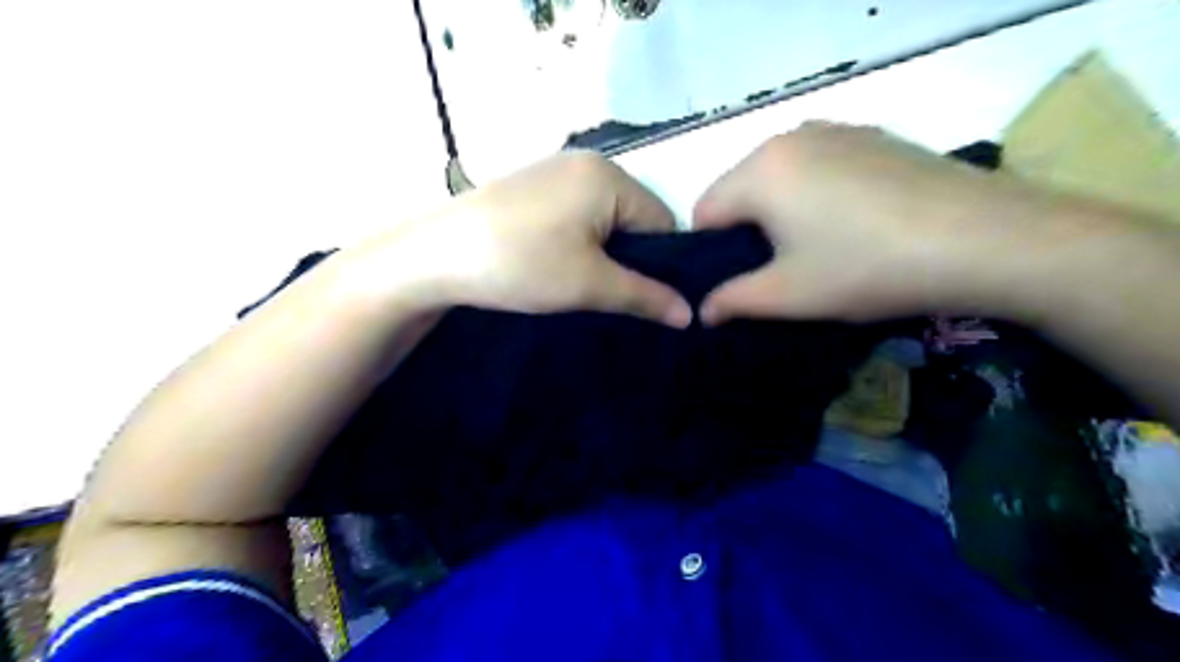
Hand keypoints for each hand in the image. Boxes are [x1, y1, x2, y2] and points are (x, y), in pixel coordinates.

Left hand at [359, 148, 692, 325]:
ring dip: (602, 254)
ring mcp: (554, 172)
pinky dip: (577, 242)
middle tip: (614, 296)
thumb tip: (691, 314)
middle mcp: (586, 163)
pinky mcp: (531, 188)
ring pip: (604, 220)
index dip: (662, 265)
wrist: (432, 257)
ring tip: (583, 286)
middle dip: (630, 259)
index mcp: (609, 176)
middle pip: (634, 219)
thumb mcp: (589, 285)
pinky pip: (575, 215)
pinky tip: (557, 265)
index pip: (663, 222)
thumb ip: (645, 296)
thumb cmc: (521, 264)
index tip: (650, 300)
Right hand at [694, 122, 1039, 322]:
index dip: (711, 252)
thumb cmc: (866, 268)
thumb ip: (733, 301)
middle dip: (746, 230)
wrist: (985, 239)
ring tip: (819, 247)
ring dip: (781, 211)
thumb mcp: (789, 295)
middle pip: (740, 189)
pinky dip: (816, 193)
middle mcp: (790, 137)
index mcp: (760, 171)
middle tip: (779, 269)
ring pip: (779, 176)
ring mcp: (836, 130)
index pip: (704, 210)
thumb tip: (702, 311)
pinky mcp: (873, 137)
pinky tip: (854, 223)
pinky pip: (818, 165)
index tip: (738, 281)